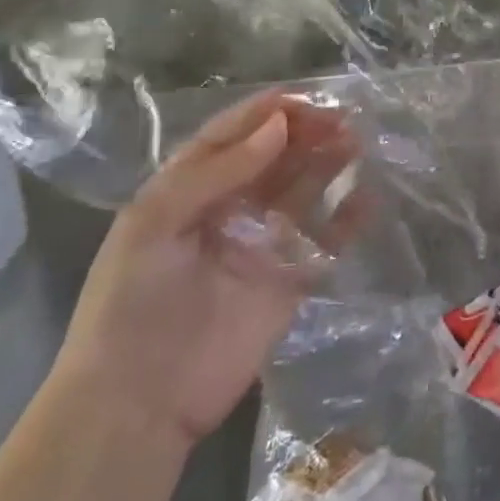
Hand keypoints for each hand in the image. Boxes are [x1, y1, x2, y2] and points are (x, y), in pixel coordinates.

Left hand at [53, 92, 360, 451]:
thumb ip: (216, 172)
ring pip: (303, 190)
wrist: (138, 403)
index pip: (231, 136)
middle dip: (305, 133)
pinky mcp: (290, 279)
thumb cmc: (132, 304)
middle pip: (273, 158)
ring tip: (358, 141)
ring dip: (329, 164)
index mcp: (188, 190)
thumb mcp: (154, 225)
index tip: (306, 97)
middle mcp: (229, 208)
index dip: (266, 113)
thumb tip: (278, 127)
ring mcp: (262, 244)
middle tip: (343, 117)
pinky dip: (347, 218)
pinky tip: (367, 198)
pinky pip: (325, 240)